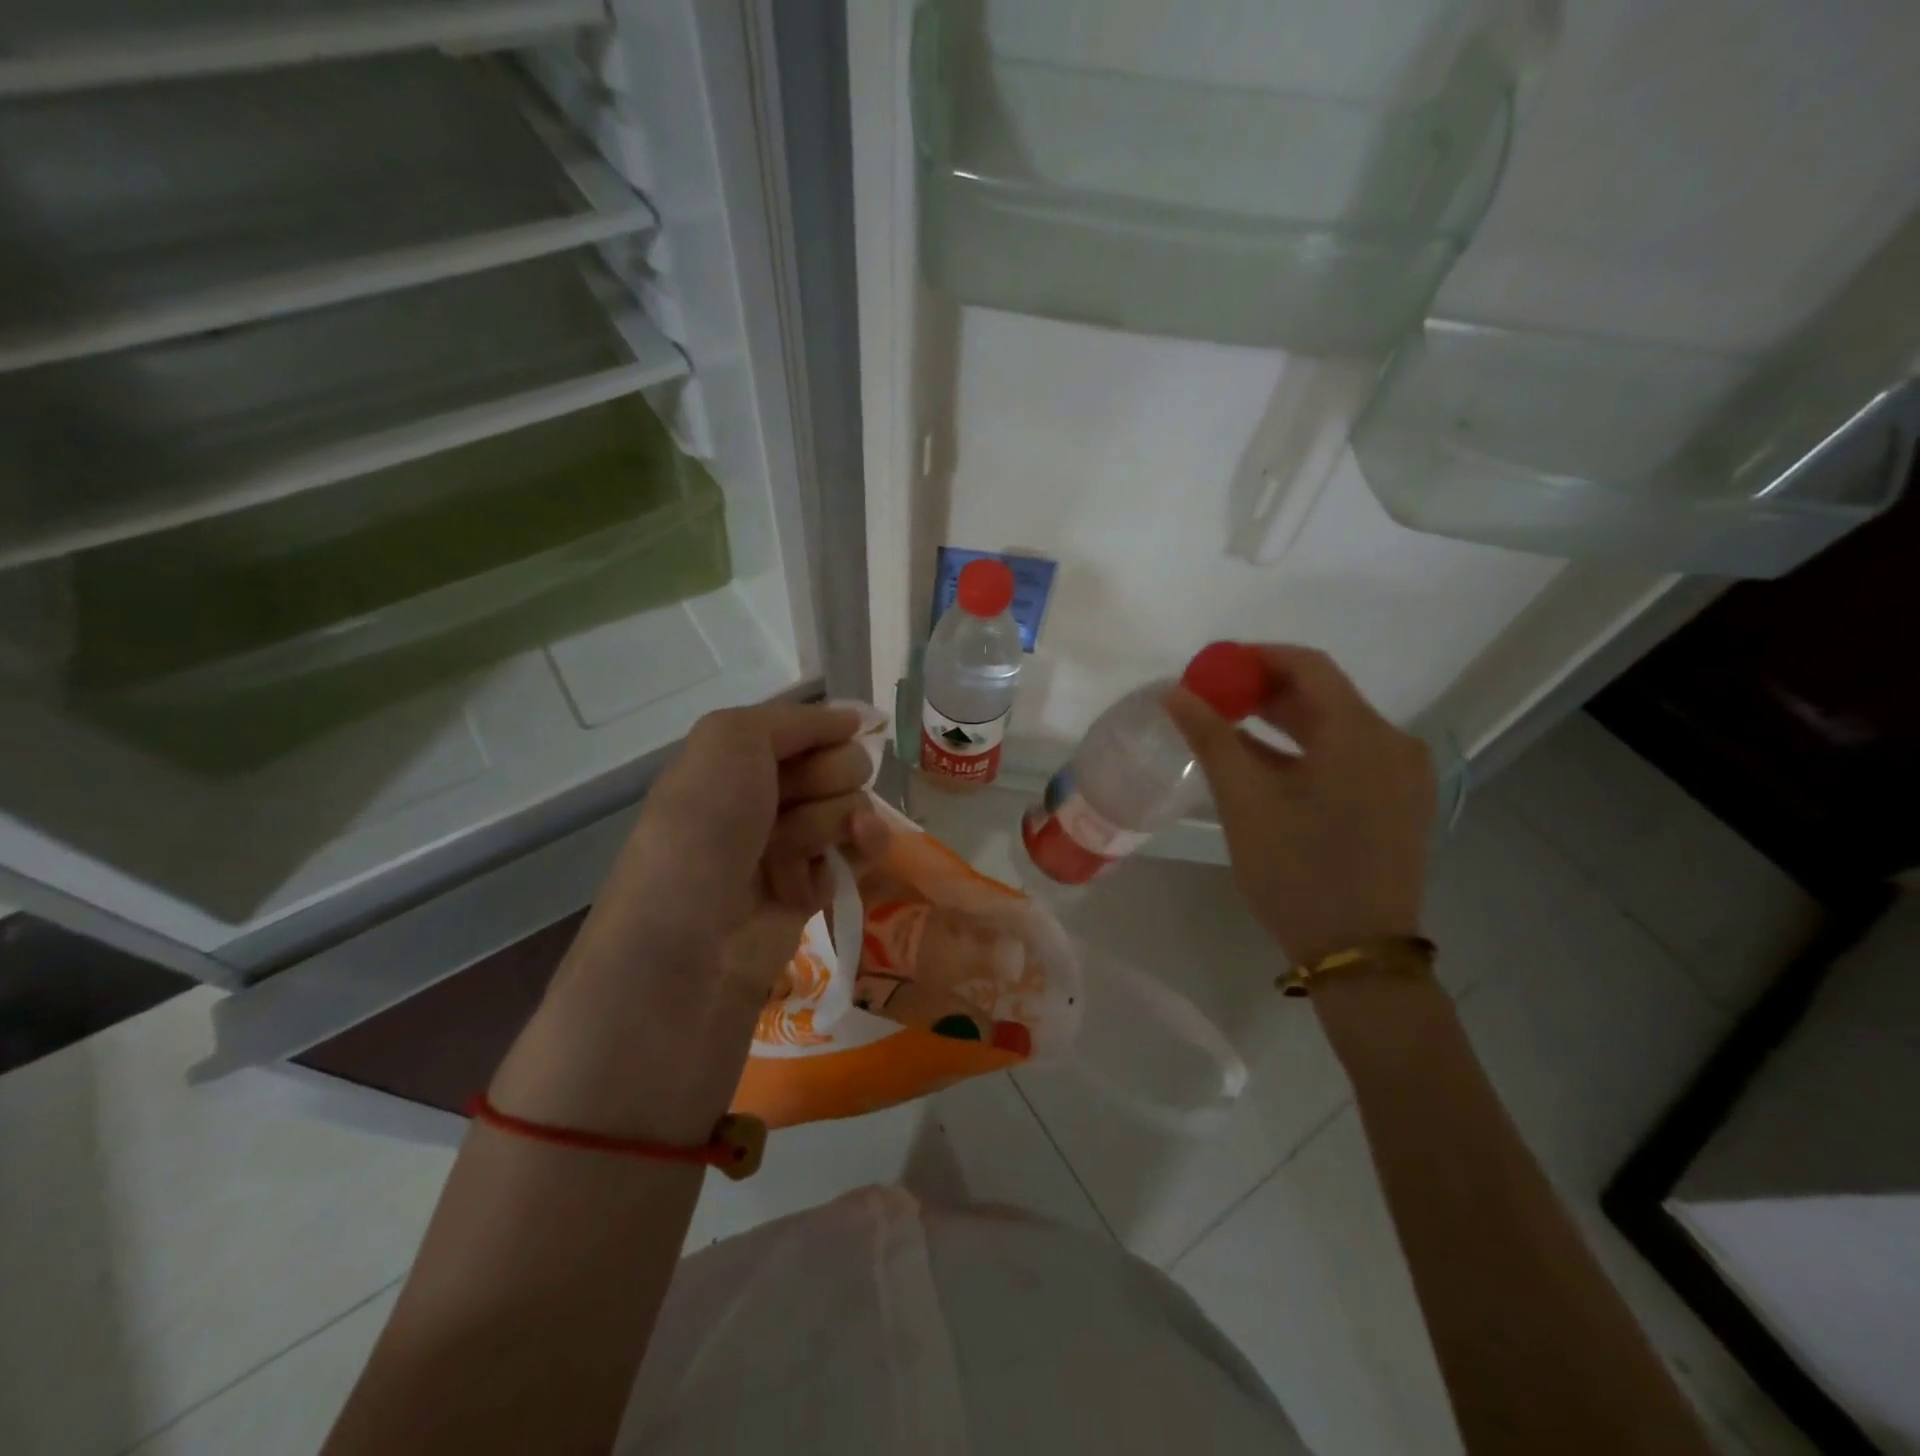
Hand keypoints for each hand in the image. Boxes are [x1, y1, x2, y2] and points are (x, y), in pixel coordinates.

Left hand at [493, 702, 886, 1142]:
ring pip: (854, 808)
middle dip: (826, 783)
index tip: (823, 749)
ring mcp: (792, 844)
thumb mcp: (728, 741)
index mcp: (738, 759)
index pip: (813, 728)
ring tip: (790, 858)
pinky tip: (831, 872)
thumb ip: (793, 718)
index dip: (824, 736)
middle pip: (843, 764)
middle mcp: (766, 796)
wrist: (690, 947)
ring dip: (830, 826)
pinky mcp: (814, 888)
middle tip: (784, 813)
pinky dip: (854, 856)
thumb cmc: (702, 831)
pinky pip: (860, 852)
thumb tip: (854, 718)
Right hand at [1164, 645, 1435, 966]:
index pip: (1308, 666)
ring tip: (1230, 728)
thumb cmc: (1296, 871)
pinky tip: (1266, 765)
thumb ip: (1210, 737)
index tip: (1212, 668)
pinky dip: (1306, 751)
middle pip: (1324, 695)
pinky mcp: (1400, 802)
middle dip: (1265, 691)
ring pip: (1336, 728)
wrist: (1358, 953)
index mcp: (1361, 734)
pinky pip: (1348, 757)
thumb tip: (1174, 692)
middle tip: (1213, 699)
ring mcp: (1402, 775)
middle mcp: (1392, 743)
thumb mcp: (1244, 801)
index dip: (1256, 658)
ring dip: (1283, 722)